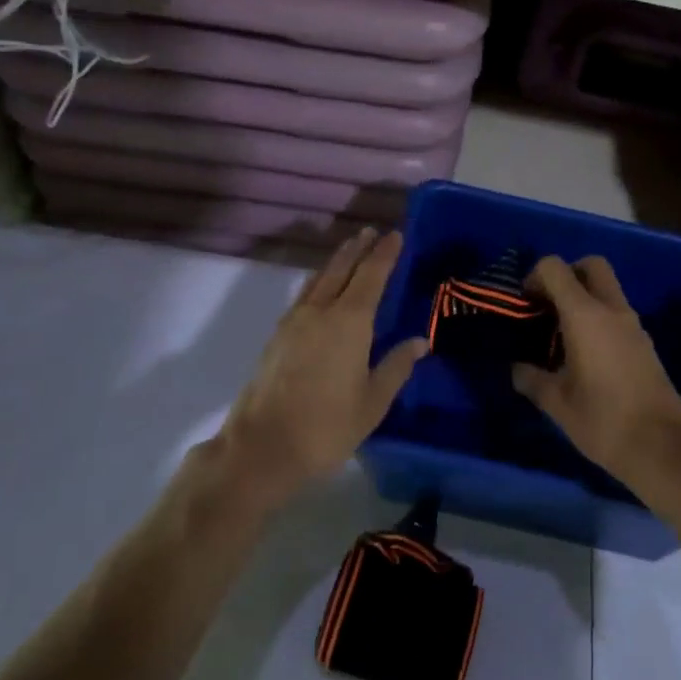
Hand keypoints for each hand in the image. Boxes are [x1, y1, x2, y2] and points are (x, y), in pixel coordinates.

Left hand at [219, 228, 426, 502]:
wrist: (261, 447)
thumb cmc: (326, 426)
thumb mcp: (372, 402)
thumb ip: (396, 367)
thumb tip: (419, 342)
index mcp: (348, 322)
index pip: (371, 276)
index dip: (384, 254)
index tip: (395, 235)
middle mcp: (320, 311)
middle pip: (341, 269)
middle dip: (357, 249)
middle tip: (370, 231)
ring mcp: (294, 322)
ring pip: (319, 279)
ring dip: (336, 261)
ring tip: (349, 249)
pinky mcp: (278, 337)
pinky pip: (304, 295)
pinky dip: (319, 281)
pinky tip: (321, 289)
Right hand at [513, 256, 680, 498]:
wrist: (661, 448)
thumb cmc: (602, 420)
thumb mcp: (556, 402)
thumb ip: (531, 378)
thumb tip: (518, 368)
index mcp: (585, 315)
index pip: (556, 268)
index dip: (535, 277)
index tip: (525, 305)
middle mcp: (613, 310)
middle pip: (591, 265)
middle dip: (567, 275)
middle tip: (548, 307)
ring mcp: (634, 325)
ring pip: (608, 289)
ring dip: (584, 298)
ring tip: (561, 336)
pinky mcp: (646, 344)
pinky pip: (618, 314)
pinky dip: (599, 318)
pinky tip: (586, 355)